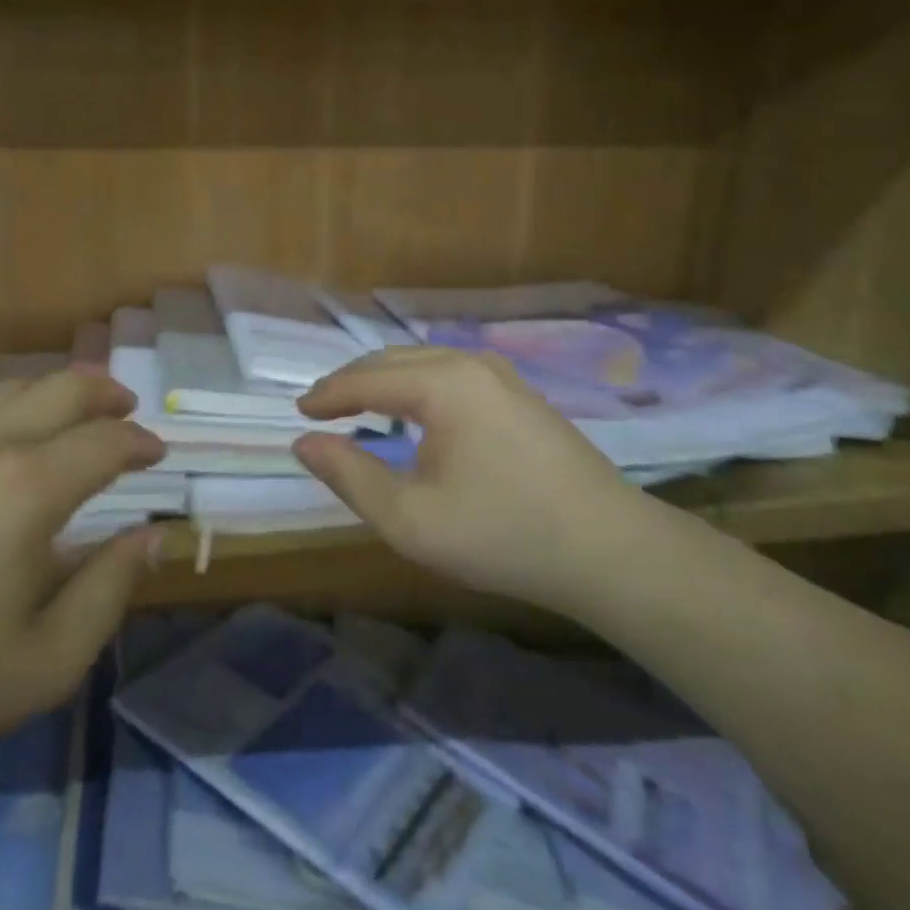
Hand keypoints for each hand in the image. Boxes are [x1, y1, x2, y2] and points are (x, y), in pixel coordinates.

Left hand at [0, 370, 166, 770]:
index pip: (106, 440)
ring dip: (59, 392)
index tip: (157, 455)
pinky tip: (10, 442)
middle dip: (107, 393)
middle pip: (64, 387)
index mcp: (29, 488)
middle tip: (128, 412)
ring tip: (77, 416)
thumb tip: (149, 536)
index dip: (140, 442)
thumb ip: (109, 591)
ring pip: (15, 387)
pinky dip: (14, 406)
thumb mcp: (45, 663)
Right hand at [293, 348, 647, 610]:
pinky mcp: (521, 394)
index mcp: (442, 383)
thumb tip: (304, 443)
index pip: (366, 378)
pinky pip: (451, 374)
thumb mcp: (411, 519)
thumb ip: (349, 476)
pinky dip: (417, 387)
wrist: (611, 549)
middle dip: (352, 381)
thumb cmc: (503, 534)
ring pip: (424, 363)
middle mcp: (470, 363)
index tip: (298, 412)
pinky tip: (413, 414)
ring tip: (358, 408)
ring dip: (384, 381)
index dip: (327, 394)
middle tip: (320, 409)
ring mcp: (502, 375)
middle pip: (393, 360)